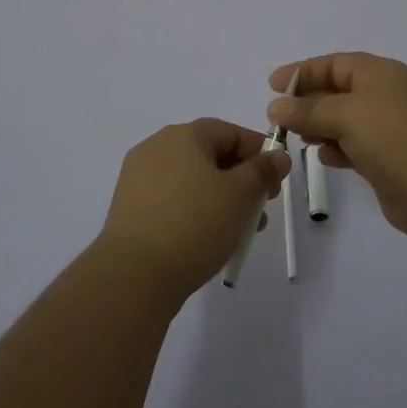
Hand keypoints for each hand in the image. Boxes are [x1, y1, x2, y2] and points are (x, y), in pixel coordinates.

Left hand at [97, 119, 291, 303]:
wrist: (134, 275)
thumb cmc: (195, 224)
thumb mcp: (241, 195)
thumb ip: (263, 171)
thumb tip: (277, 156)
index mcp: (184, 135)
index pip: (231, 132)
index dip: (259, 153)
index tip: (276, 182)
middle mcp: (157, 146)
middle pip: (210, 154)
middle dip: (241, 179)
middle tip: (259, 210)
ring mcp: (139, 177)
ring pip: (192, 179)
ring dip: (220, 198)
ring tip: (237, 232)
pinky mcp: (129, 207)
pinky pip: (172, 199)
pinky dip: (194, 210)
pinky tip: (206, 238)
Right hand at [267, 53, 406, 238]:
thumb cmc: (395, 137)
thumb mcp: (347, 114)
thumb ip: (308, 110)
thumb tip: (275, 106)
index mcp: (381, 73)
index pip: (334, 64)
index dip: (303, 72)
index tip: (273, 86)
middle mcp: (386, 96)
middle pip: (338, 91)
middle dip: (308, 102)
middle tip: (280, 118)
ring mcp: (390, 129)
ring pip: (345, 120)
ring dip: (320, 127)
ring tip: (297, 137)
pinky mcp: (390, 159)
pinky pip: (355, 146)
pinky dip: (337, 148)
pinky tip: (324, 157)